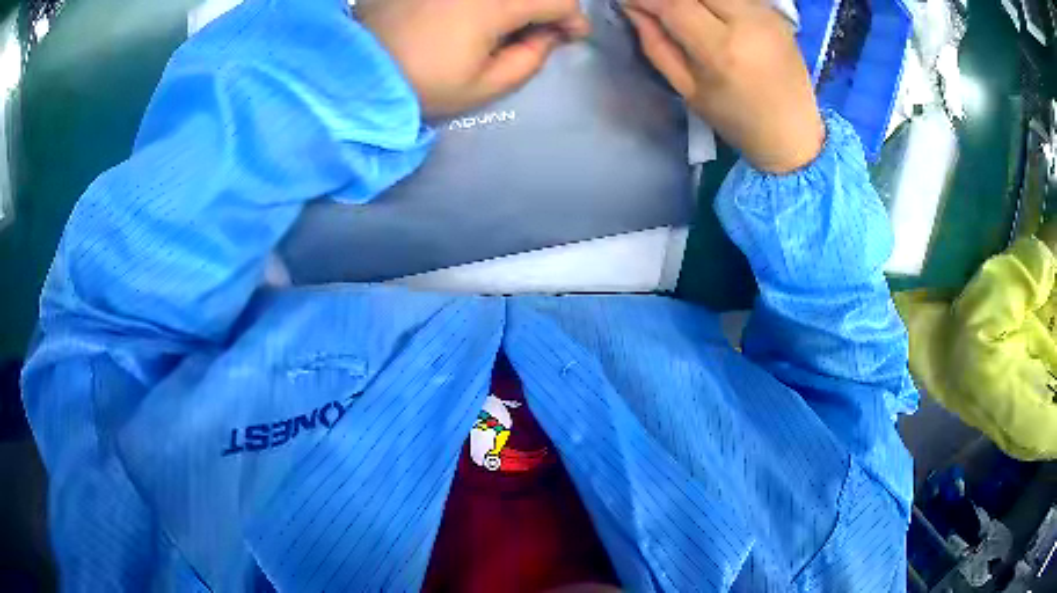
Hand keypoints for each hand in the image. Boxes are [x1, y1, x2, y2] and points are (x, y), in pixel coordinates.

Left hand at [357, 0, 589, 118]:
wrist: (356, 73)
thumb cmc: (421, 84)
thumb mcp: (483, 87)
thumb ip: (529, 60)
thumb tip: (548, 36)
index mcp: (494, 6)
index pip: (557, 0)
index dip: (573, 18)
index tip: (573, 36)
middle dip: (548, 6)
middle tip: (543, 29)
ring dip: (519, 4)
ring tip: (512, 25)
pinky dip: (491, 3)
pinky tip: (483, 16)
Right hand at [623, 0, 823, 173]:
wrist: (794, 133)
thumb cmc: (737, 120)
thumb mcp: (688, 90)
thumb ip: (657, 45)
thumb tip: (634, 10)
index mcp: (722, 50)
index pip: (674, 4)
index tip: (628, 1)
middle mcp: (747, 23)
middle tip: (656, 5)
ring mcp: (766, 15)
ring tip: (681, 10)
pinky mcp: (777, 14)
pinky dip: (715, 1)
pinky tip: (708, 12)